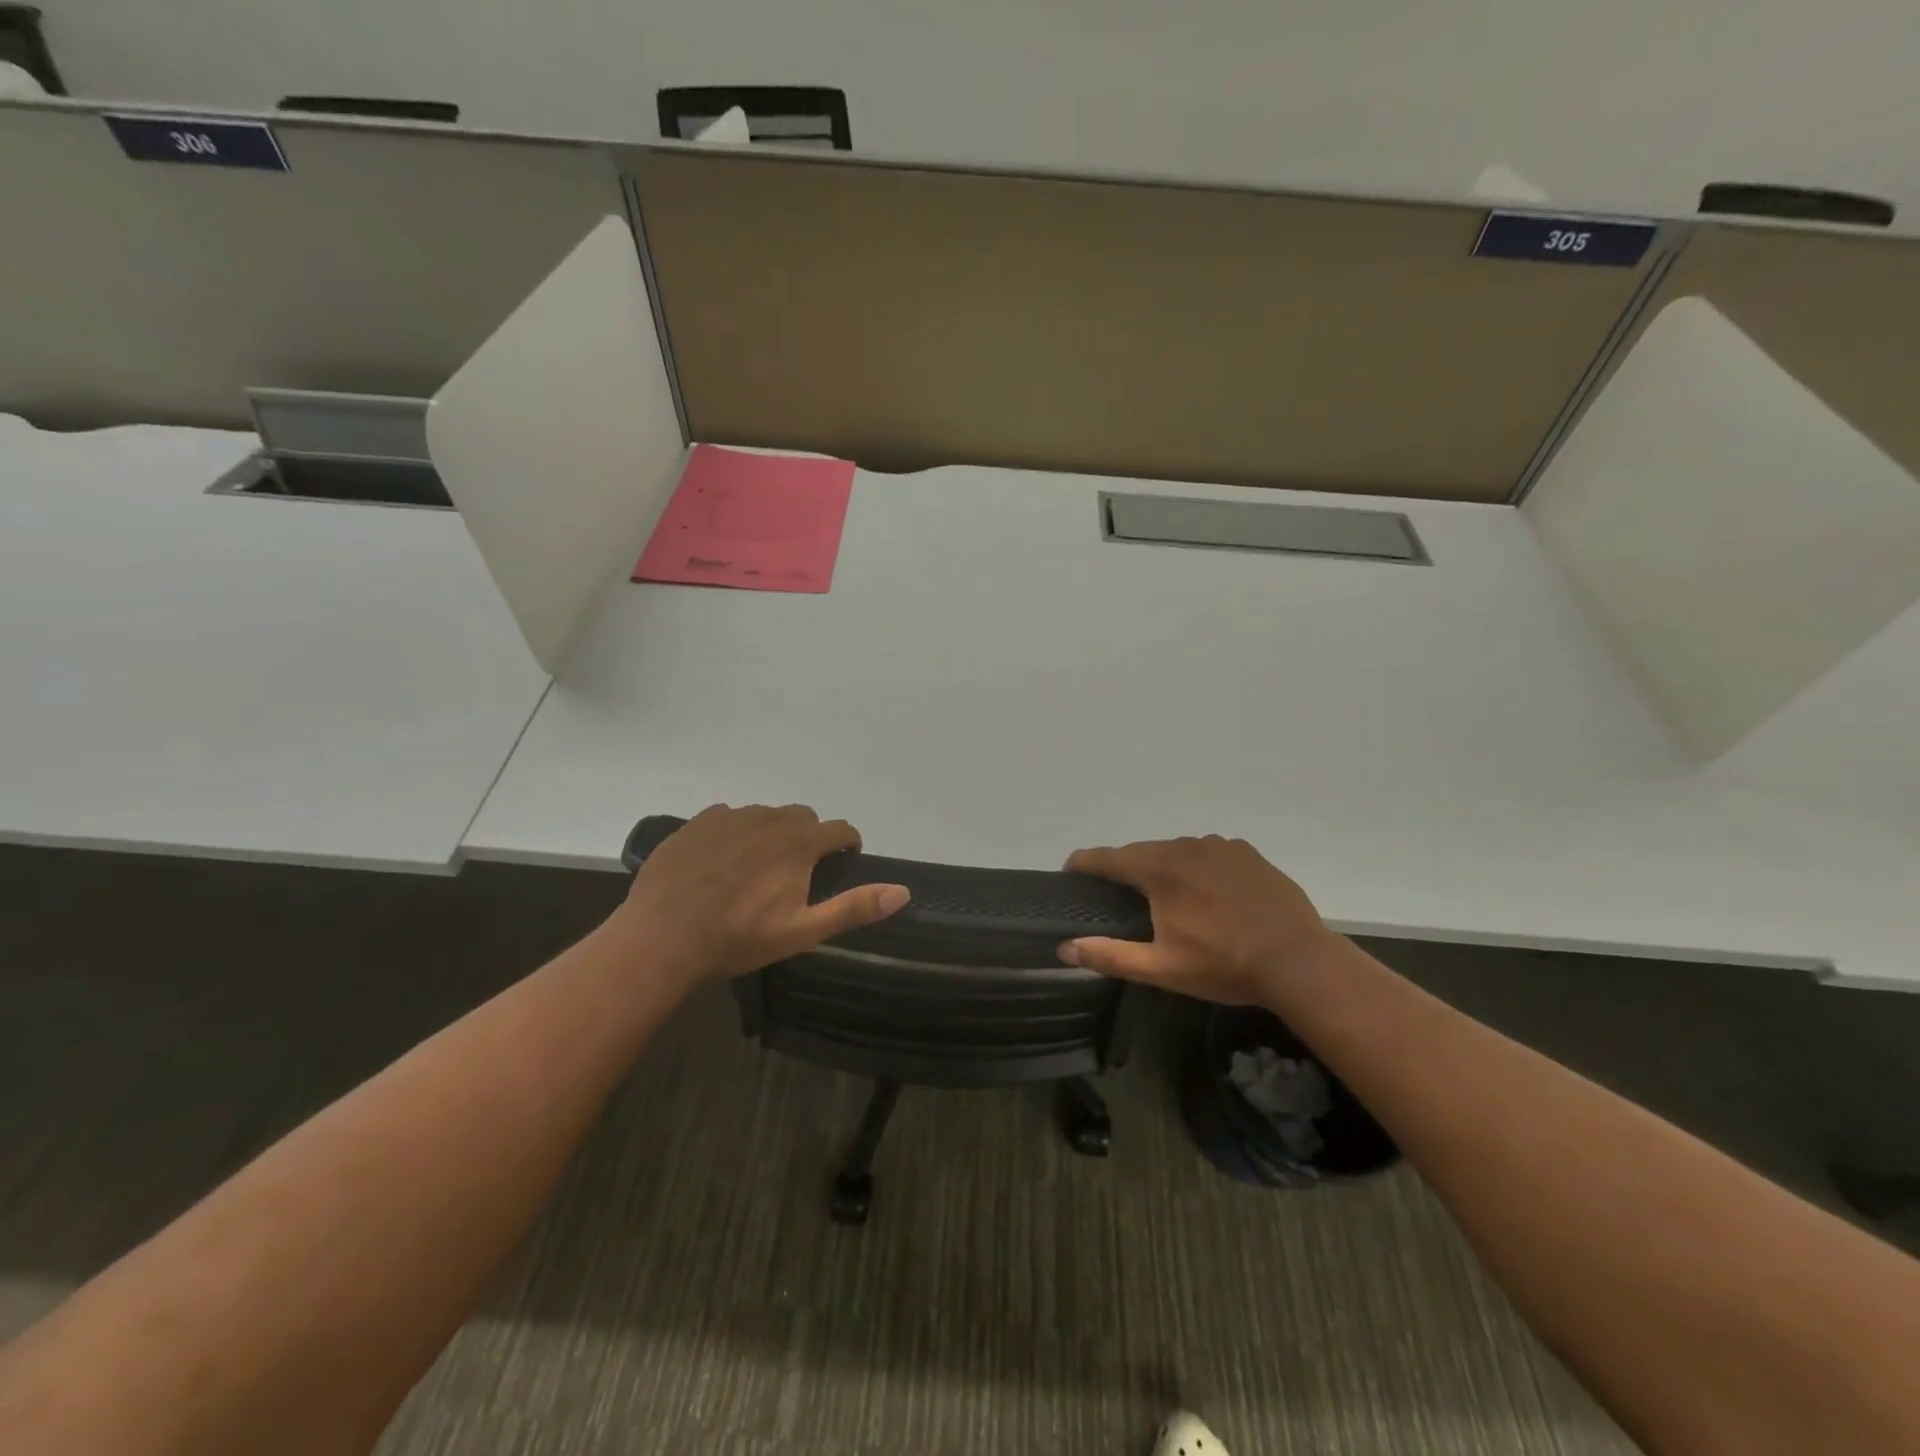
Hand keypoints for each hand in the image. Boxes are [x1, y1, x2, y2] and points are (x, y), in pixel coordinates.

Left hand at [614, 804, 909, 981]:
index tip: (842, 863)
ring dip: (773, 833)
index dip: (847, 845)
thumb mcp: (803, 931)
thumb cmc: (738, 938)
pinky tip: (722, 861)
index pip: (839, 829)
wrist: (662, 937)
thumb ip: (854, 907)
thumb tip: (904, 891)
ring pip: (767, 814)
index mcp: (799, 843)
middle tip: (797, 872)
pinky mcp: (698, 822)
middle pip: (804, 817)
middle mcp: (769, 819)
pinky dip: (736, 832)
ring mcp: (730, 817)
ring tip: (757, 868)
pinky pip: (729, 816)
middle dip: (809, 838)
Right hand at [1059, 836, 1339, 1004]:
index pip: (1106, 857)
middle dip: (1126, 871)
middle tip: (1122, 900)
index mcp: (1159, 869)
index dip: (1083, 864)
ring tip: (1169, 899)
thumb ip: (1109, 955)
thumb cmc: (1224, 965)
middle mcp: (1185, 846)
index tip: (1070, 875)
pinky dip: (1198, 868)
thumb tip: (1065, 947)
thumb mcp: (1160, 968)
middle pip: (1141, 852)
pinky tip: (1210, 894)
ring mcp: (1220, 845)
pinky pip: (1208, 854)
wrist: (1298, 960)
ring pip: (1176, 851)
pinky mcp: (1247, 853)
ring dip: (1164, 868)